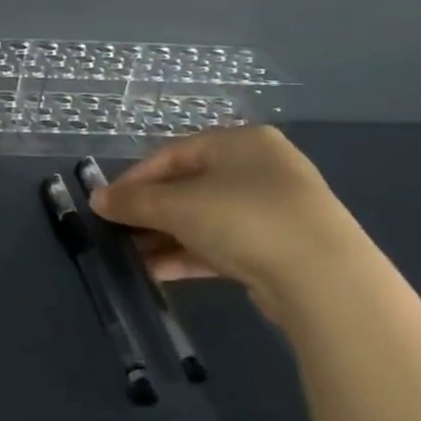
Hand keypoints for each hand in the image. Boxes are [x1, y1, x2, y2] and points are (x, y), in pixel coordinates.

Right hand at [87, 126, 370, 309]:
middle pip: (187, 186)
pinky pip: (221, 244)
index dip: (133, 179)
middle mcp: (259, 168)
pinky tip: (157, 271)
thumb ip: (133, 201)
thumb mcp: (177, 205)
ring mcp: (272, 209)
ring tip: (131, 256)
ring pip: (203, 218)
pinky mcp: (278, 247)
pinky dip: (189, 254)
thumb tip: (97, 199)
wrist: (323, 278)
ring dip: (165, 237)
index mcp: (239, 142)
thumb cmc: (243, 218)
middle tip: (117, 232)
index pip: (171, 154)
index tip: (106, 204)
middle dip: (149, 212)